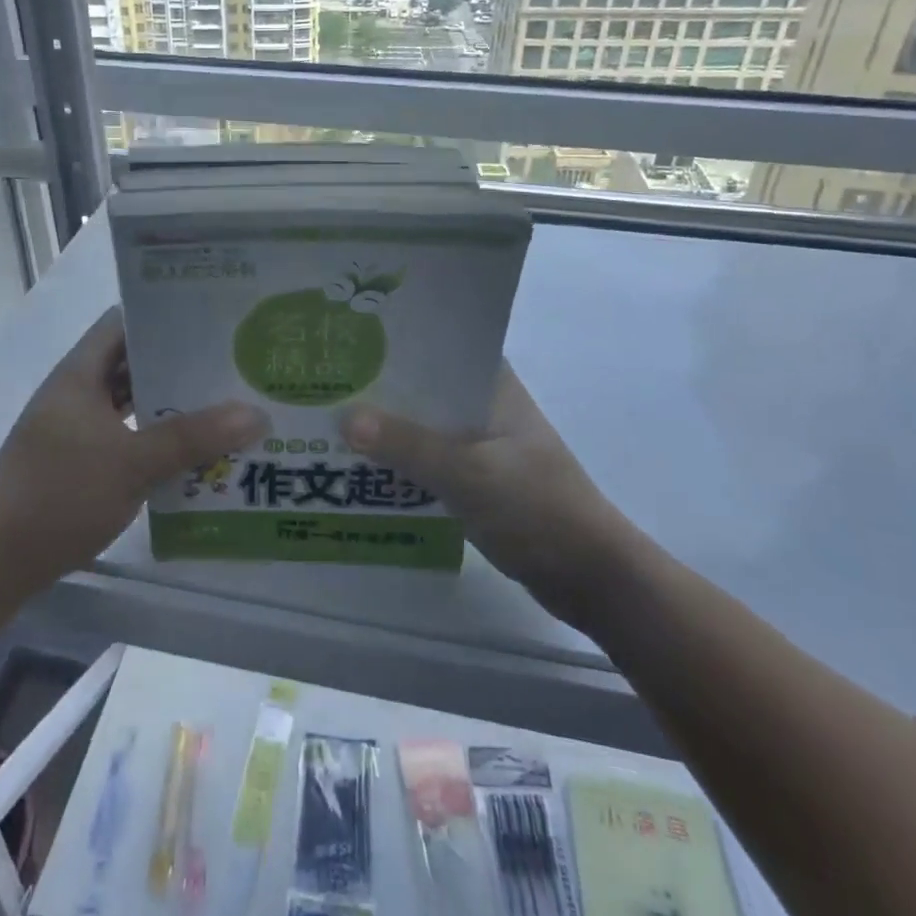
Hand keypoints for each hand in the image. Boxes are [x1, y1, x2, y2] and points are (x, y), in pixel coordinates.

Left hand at [0, 307, 264, 597]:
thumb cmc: (59, 497)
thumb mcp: (132, 463)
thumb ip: (193, 437)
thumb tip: (255, 413)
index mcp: (80, 374)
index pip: (124, 322)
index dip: (165, 314)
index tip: (212, 319)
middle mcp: (78, 392)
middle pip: (133, 362)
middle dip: (179, 363)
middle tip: (232, 363)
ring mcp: (76, 428)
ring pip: (131, 402)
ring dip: (170, 404)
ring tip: (223, 403)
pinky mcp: (79, 461)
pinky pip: (126, 435)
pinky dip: (155, 437)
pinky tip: (192, 450)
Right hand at [344, 365, 630, 614]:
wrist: (591, 577)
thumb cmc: (537, 508)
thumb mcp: (468, 473)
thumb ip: (408, 445)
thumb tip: (344, 418)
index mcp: (493, 385)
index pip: (439, 345)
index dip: (395, 341)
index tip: (347, 338)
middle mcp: (485, 406)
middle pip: (423, 388)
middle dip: (379, 388)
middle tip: (324, 383)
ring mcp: (481, 444)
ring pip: (423, 426)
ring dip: (386, 428)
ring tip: (329, 421)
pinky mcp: (477, 480)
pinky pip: (428, 461)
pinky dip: (400, 461)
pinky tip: (360, 467)